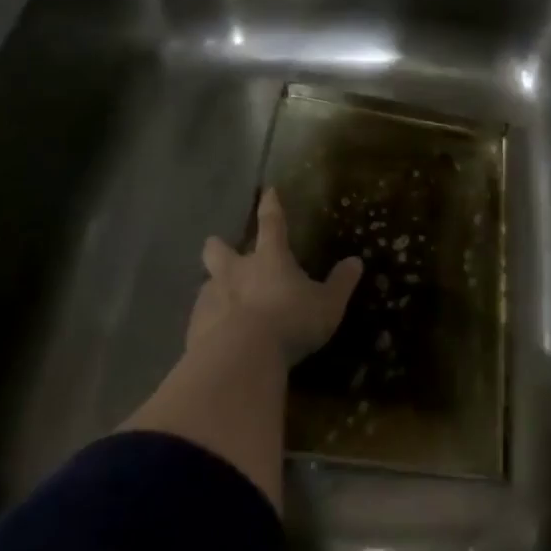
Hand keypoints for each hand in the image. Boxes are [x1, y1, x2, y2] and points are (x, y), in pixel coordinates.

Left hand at [190, 188, 362, 364]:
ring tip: (224, 303)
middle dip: (218, 247)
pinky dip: (209, 322)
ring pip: (207, 284)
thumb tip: (356, 262)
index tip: (268, 191)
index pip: (272, 224)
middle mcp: (235, 271)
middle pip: (218, 250)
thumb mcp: (327, 305)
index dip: (271, 207)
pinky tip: (218, 337)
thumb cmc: (291, 322)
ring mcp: (211, 298)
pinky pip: (201, 318)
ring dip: (215, 288)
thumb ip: (341, 284)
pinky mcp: (195, 327)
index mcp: (269, 259)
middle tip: (219, 248)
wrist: (241, 358)